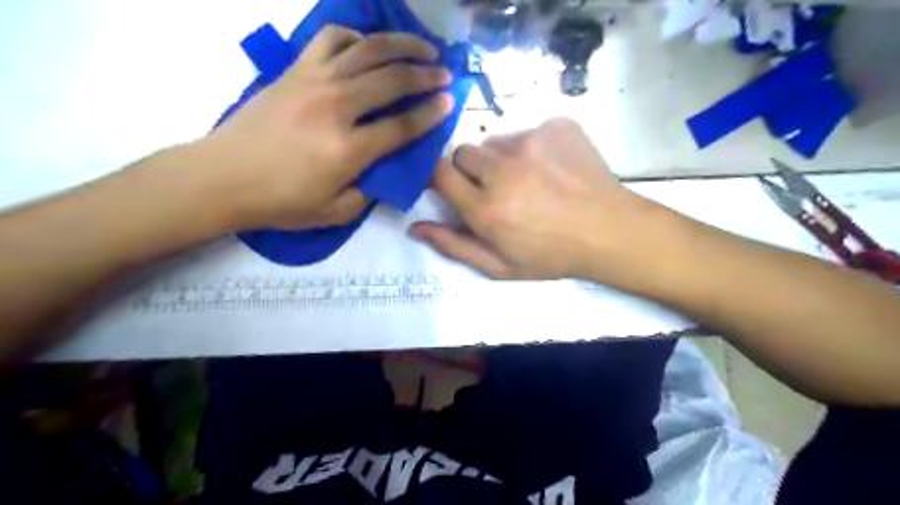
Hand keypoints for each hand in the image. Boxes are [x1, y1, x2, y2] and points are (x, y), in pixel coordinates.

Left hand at [194, 25, 454, 230]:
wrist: (222, 177)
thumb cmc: (280, 202)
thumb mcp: (335, 212)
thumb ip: (370, 191)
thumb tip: (388, 168)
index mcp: (348, 150)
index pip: (403, 125)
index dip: (431, 113)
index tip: (450, 102)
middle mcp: (336, 107)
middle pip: (392, 80)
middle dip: (426, 75)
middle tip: (445, 75)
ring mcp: (314, 82)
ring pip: (367, 49)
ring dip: (401, 44)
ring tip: (422, 48)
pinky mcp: (295, 70)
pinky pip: (331, 39)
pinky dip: (356, 36)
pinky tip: (368, 45)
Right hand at [410, 120, 655, 280]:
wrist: (608, 231)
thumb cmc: (551, 255)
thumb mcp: (499, 266)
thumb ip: (454, 245)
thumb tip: (415, 227)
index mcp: (486, 208)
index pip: (439, 173)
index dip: (441, 178)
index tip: (453, 186)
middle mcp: (502, 170)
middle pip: (464, 152)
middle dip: (472, 169)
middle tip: (496, 189)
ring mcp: (531, 142)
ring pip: (495, 141)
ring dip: (502, 158)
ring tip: (529, 179)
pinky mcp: (556, 126)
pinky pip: (528, 130)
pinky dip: (533, 147)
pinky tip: (552, 167)